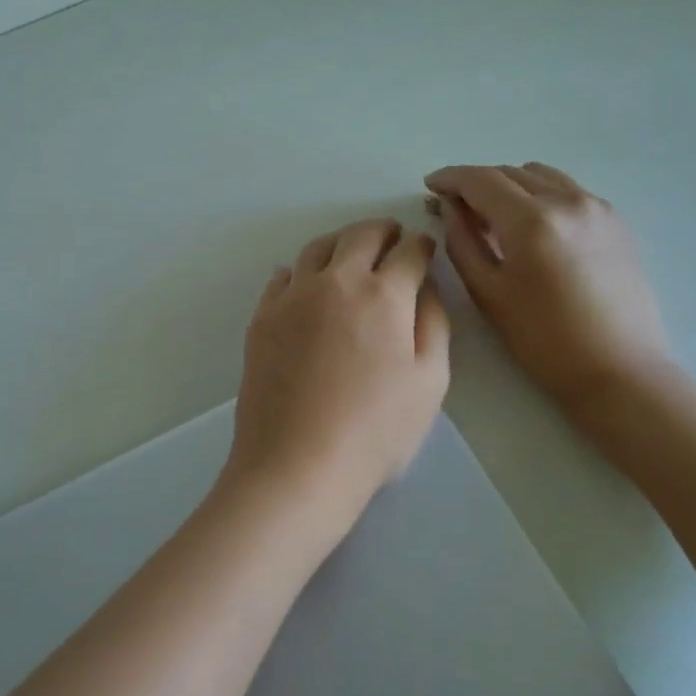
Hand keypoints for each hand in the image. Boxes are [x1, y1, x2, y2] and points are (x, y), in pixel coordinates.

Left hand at [226, 218, 450, 541]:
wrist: (296, 464)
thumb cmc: (375, 431)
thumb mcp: (429, 382)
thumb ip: (433, 324)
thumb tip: (426, 287)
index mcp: (383, 295)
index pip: (408, 251)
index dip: (422, 246)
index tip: (424, 248)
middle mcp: (335, 282)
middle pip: (360, 236)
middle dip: (383, 231)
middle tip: (392, 237)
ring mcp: (292, 297)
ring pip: (317, 248)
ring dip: (341, 242)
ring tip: (350, 254)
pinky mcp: (262, 318)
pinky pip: (282, 277)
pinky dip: (300, 272)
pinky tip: (305, 285)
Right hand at [424, 163, 671, 406]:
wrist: (619, 370)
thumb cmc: (543, 340)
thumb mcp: (488, 293)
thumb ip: (462, 242)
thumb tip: (449, 208)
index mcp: (532, 221)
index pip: (480, 180)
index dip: (450, 178)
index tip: (429, 186)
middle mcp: (567, 201)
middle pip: (509, 173)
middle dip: (476, 183)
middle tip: (454, 207)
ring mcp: (597, 207)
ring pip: (540, 175)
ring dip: (509, 185)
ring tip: (494, 216)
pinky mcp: (615, 220)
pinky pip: (567, 190)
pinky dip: (540, 195)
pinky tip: (532, 227)